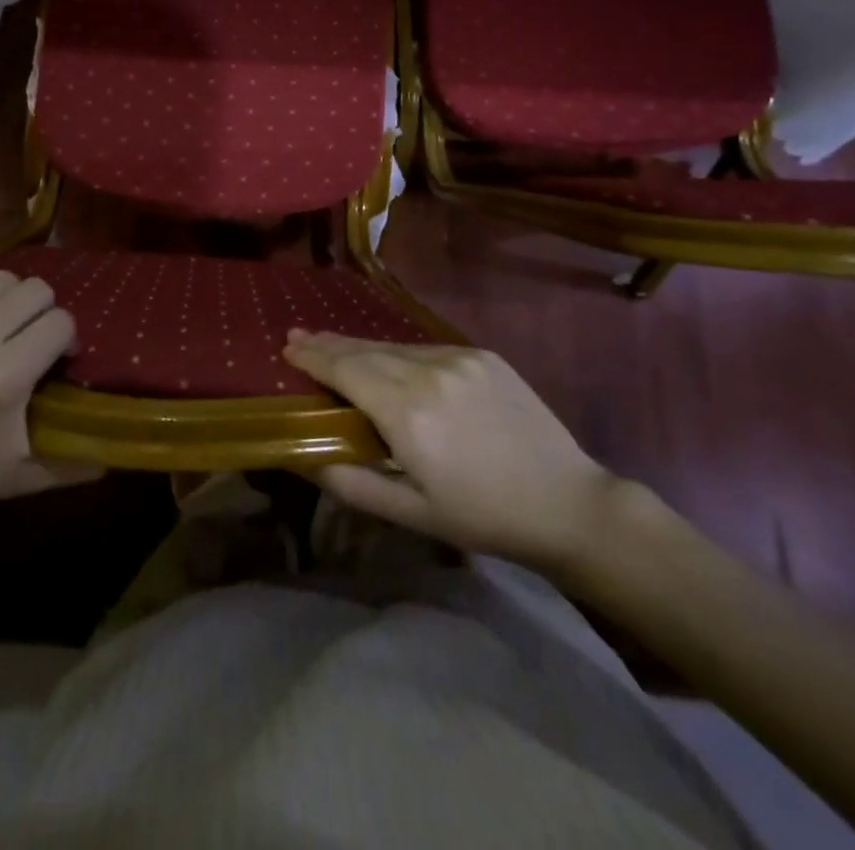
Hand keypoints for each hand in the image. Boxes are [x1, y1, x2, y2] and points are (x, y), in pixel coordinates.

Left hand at [0, 272, 101, 531]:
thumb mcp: (21, 479)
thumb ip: (75, 462)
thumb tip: (116, 448)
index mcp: (4, 378)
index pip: (60, 322)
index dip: (66, 340)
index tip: (58, 362)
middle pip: (34, 289)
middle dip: (43, 313)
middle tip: (31, 342)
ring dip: (10, 303)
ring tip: (1, 331)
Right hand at [283, 331, 622, 573]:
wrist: (568, 503)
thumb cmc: (483, 517)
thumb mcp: (411, 513)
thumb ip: (350, 483)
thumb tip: (301, 457)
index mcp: (408, 414)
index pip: (345, 371)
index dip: (313, 357)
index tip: (287, 347)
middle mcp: (430, 373)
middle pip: (365, 350)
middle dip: (328, 344)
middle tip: (298, 337)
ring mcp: (459, 359)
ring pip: (394, 346)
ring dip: (360, 346)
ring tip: (333, 346)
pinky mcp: (482, 355)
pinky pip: (425, 349)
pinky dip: (397, 353)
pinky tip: (387, 360)